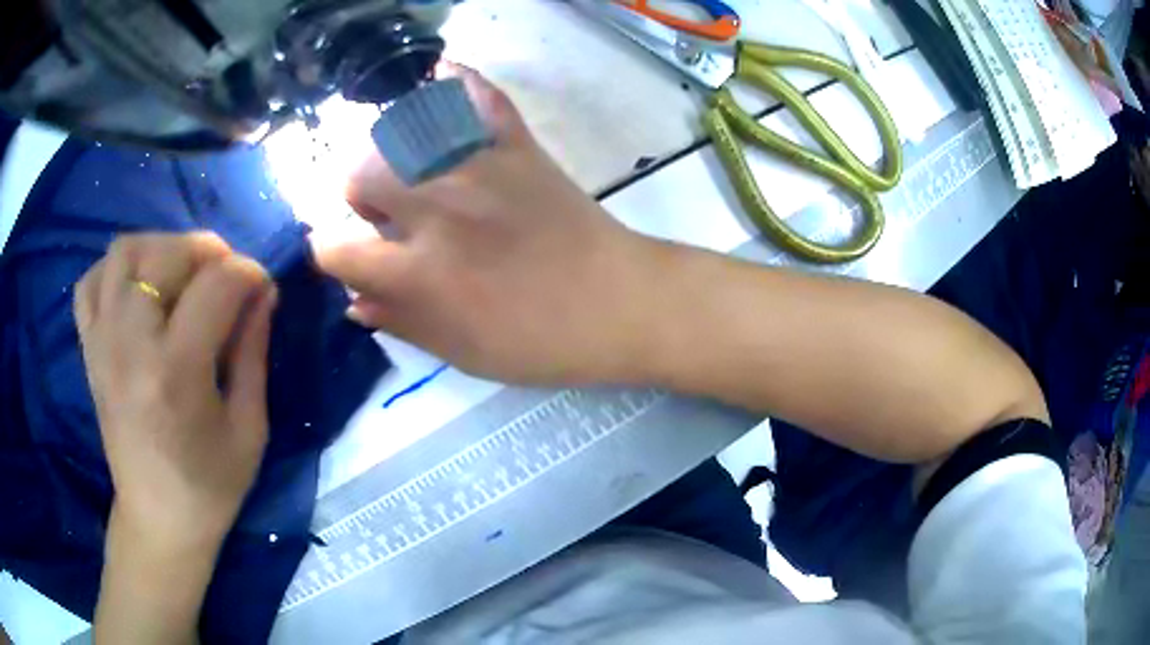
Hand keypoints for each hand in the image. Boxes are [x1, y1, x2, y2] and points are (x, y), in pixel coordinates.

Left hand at [75, 233, 276, 553]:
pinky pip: (90, 281)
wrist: (157, 519)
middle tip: (225, 273)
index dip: (248, 271)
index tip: (262, 285)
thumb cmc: (210, 486)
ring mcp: (103, 343)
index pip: (216, 285)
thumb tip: (264, 292)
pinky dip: (114, 269)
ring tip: (179, 272)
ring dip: (159, 247)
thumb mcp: (249, 428)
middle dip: (207, 250)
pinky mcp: (89, 349)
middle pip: (165, 254)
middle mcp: (131, 345)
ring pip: (123, 251)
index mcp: (176, 372)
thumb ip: (254, 352)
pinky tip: (135, 287)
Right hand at [315, 65, 660, 384]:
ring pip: (401, 133)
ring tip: (415, 172)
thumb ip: (401, 323)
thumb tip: (353, 300)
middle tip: (388, 217)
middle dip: (360, 198)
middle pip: (359, 174)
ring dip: (393, 154)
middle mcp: (437, 208)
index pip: (337, 249)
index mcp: (420, 272)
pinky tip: (443, 83)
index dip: (329, 255)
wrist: (621, 303)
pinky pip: (478, 96)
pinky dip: (456, 84)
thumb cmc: (541, 341)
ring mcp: (478, 167)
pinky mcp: (517, 146)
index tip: (344, 258)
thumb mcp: (463, 353)